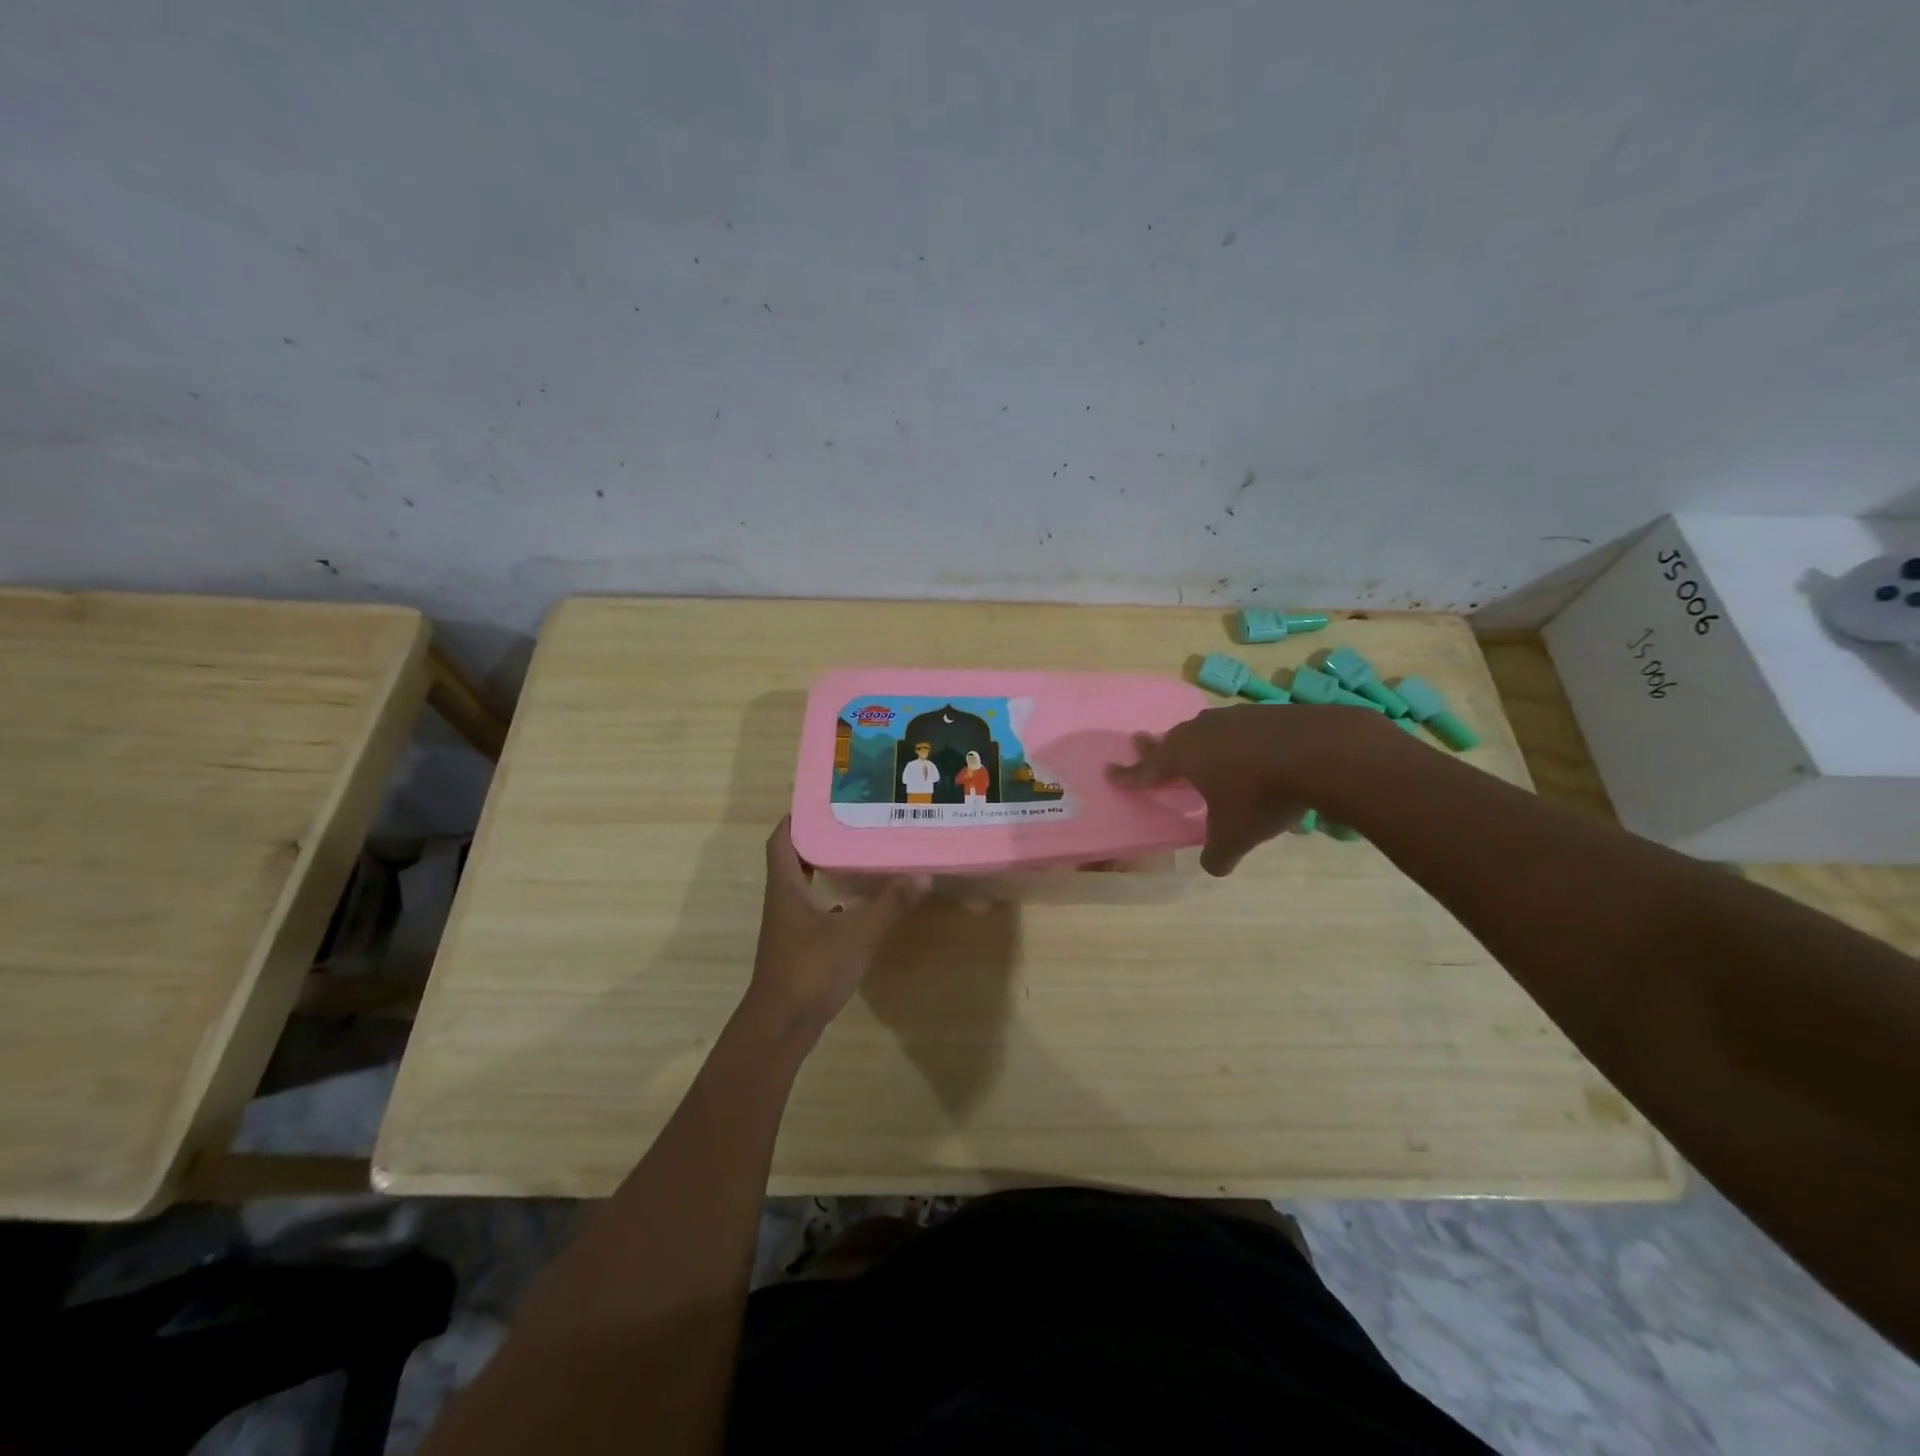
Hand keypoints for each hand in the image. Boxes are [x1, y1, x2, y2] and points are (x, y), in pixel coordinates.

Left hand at [746, 818, 926, 1035]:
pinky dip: (832, 899)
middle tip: (851, 822)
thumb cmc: (811, 970)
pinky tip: (857, 902)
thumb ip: (889, 904)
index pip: (781, 840)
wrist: (782, 1026)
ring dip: (825, 868)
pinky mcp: (799, 947)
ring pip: (804, 886)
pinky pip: (814, 911)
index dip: (796, 817)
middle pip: (793, 859)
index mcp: (786, 887)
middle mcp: (783, 901)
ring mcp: (789, 926)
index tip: (823, 801)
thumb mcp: (857, 933)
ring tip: (859, 853)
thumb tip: (922, 874)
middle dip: (818, 839)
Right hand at [1107, 703, 1391, 874]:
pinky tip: (1245, 747)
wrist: (1320, 752)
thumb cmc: (1262, 795)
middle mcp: (1202, 733)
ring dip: (1194, 739)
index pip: (1147, 769)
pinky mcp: (1265, 713)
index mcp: (1184, 758)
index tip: (1110, 771)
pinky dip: (1231, 738)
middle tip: (1142, 742)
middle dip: (1156, 746)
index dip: (1128, 775)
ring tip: (1194, 744)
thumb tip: (1213, 867)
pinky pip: (1236, 726)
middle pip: (1171, 739)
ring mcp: (1234, 718)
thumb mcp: (1236, 836)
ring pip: (1203, 728)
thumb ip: (1218, 854)